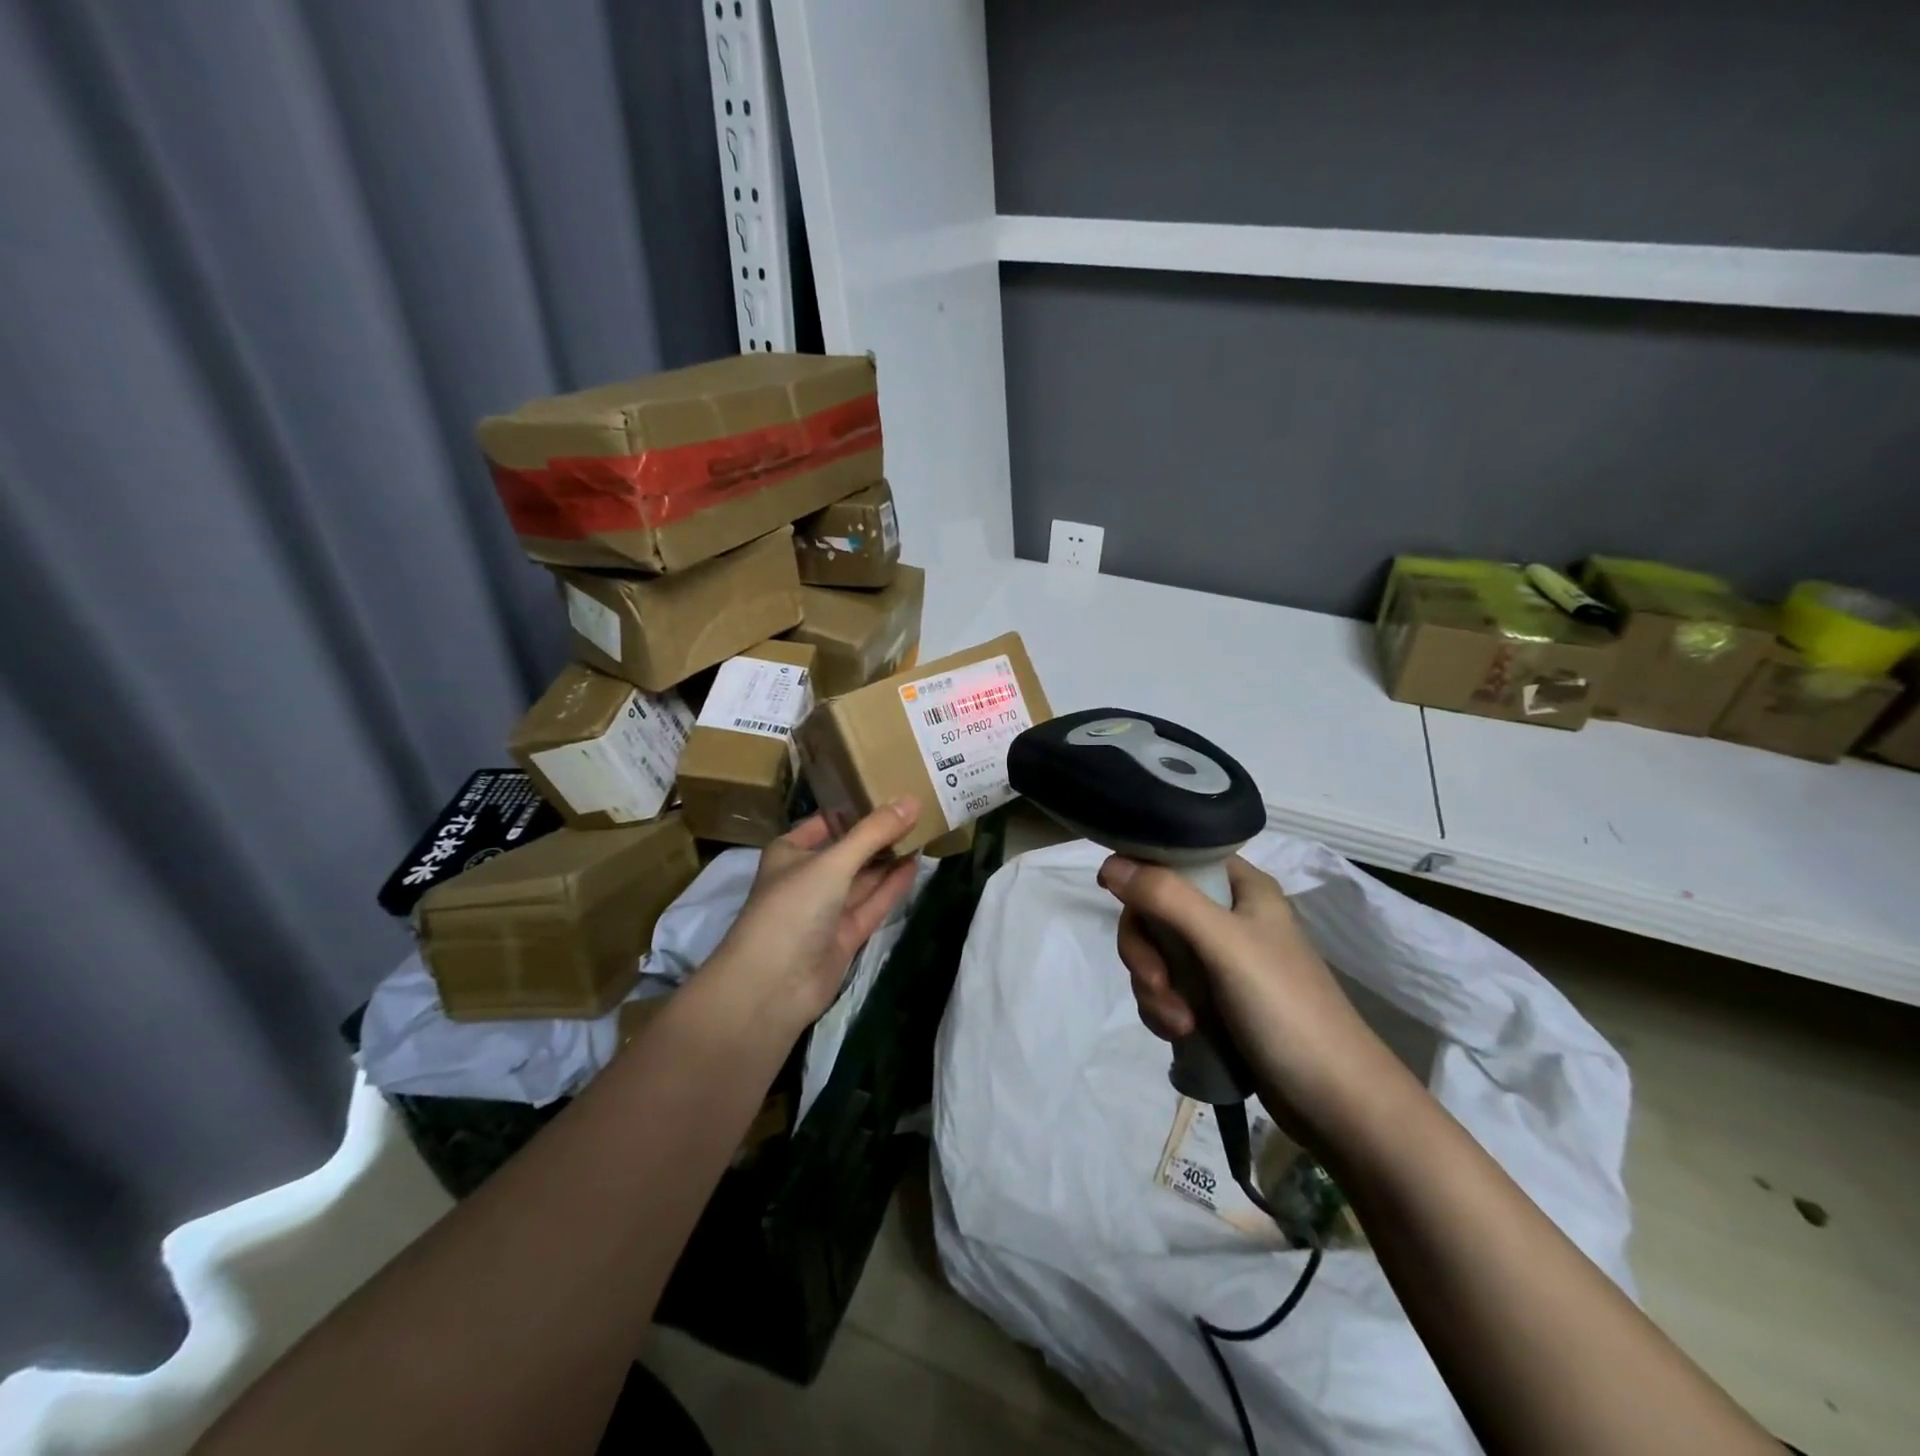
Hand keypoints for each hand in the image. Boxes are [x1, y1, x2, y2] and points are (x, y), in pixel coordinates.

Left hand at [713, 801, 922, 1029]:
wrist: (772, 985)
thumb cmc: (793, 908)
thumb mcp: (833, 861)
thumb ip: (874, 832)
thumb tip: (912, 800)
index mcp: (791, 852)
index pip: (828, 822)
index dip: (858, 808)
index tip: (893, 790)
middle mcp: (807, 877)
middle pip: (849, 850)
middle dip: (879, 835)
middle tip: (920, 810)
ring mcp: (826, 910)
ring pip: (863, 878)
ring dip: (890, 859)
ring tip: (925, 832)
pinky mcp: (844, 936)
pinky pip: (871, 904)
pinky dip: (892, 886)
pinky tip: (916, 865)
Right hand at [1098, 854, 1398, 1141]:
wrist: (1336, 1103)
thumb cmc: (1285, 1008)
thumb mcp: (1223, 943)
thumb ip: (1166, 898)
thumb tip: (1110, 863)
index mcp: (1242, 887)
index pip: (1175, 858)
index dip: (1141, 872)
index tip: (1112, 894)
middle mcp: (1230, 916)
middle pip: (1155, 910)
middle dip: (1145, 950)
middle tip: (1156, 981)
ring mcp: (1222, 961)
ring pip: (1156, 954)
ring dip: (1153, 987)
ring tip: (1179, 1023)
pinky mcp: (1215, 1000)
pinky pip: (1166, 988)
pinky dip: (1163, 1008)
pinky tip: (1181, 1034)